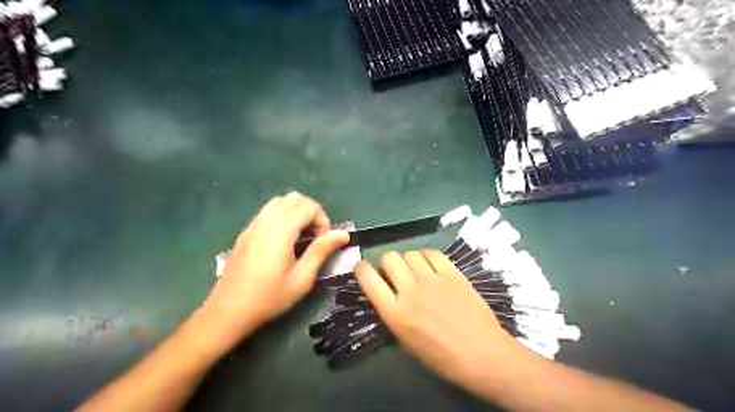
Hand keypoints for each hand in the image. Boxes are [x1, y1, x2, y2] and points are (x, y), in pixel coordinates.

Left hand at [199, 194, 348, 350]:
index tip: (323, 241)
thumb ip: (321, 251)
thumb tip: (343, 234)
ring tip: (300, 237)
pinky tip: (283, 241)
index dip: (322, 219)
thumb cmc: (269, 298)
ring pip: (279, 201)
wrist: (227, 312)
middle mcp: (265, 222)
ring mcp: (252, 225)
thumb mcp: (301, 278)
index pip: (308, 206)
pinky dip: (282, 216)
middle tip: (314, 236)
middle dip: (311, 212)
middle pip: (294, 198)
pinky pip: (267, 211)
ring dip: (296, 212)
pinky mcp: (245, 232)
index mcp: (280, 232)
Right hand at [354, 252, 521, 386]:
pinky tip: (430, 265)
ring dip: (408, 260)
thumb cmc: (442, 357)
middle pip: (389, 258)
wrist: (482, 354)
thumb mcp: (406, 342)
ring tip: (416, 270)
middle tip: (396, 273)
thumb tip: (389, 293)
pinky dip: (426, 256)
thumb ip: (393, 314)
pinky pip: (432, 253)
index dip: (362, 269)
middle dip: (388, 263)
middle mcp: (410, 291)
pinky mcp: (452, 274)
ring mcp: (433, 280)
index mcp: (395, 313)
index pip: (368, 279)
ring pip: (410, 253)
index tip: (364, 268)